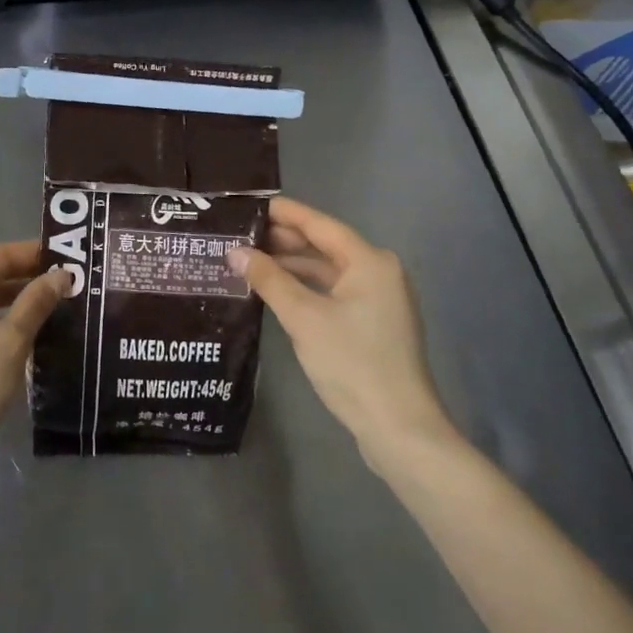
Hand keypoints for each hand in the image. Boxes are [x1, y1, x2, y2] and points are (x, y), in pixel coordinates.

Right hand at [228, 196, 457, 465]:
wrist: (398, 427)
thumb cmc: (351, 363)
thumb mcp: (303, 317)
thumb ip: (268, 279)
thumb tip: (235, 252)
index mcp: (370, 261)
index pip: (321, 225)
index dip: (286, 214)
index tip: (252, 205)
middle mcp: (379, 272)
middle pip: (326, 246)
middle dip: (285, 241)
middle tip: (242, 235)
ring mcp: (380, 300)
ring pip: (329, 271)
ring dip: (293, 266)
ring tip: (251, 262)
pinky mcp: (374, 324)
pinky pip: (335, 292)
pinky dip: (307, 288)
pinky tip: (278, 291)